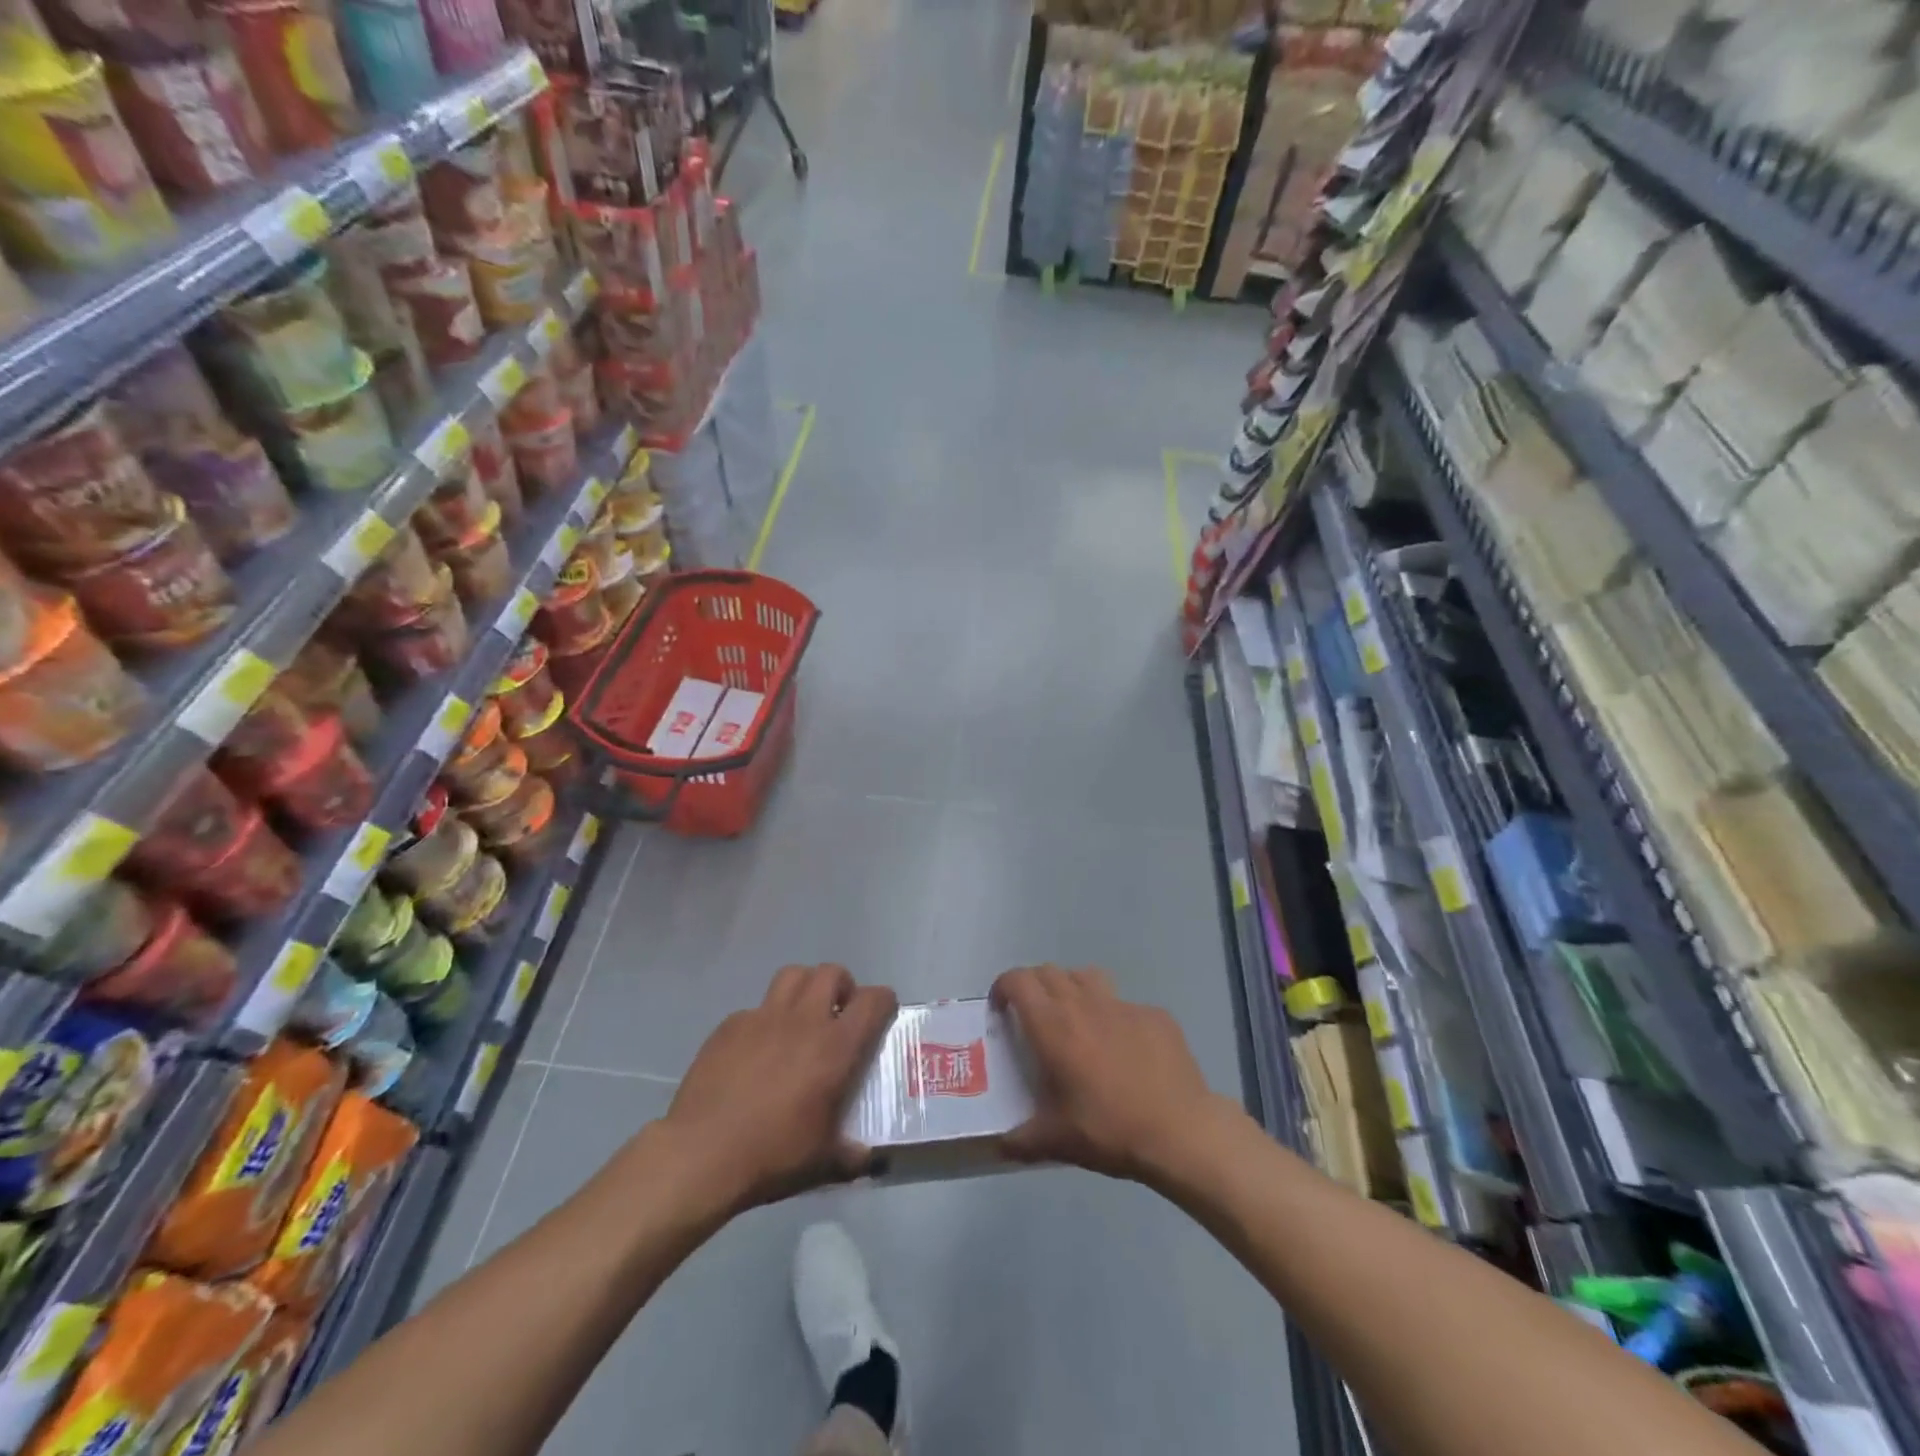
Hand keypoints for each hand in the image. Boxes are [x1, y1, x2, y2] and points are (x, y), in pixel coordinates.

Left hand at [663, 965, 896, 1214]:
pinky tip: (756, 1051)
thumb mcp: (823, 1163)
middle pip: (831, 973)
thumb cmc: (773, 1154)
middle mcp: (803, 1020)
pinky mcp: (730, 1025)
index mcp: (835, 1047)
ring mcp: (763, 1017)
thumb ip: (851, 1155)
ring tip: (801, 1017)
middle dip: (842, 986)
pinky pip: (755, 1009)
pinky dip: (765, 1020)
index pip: (873, 1000)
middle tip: (838, 1014)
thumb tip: (866, 1157)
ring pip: (793, 975)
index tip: (882, 1014)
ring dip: (805, 988)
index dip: (883, 1001)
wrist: (701, 1154)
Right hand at [992, 965, 1243, 1188]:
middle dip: (1034, 987)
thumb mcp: (1056, 1142)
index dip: (1003, 987)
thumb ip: (1021, 1140)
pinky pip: (1124, 1004)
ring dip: (1071, 989)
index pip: (1018, 981)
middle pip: (1049, 972)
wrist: (1181, 1130)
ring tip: (1075, 1020)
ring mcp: (1122, 1005)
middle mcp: (1084, 1003)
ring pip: (1086, 976)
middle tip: (1033, 1017)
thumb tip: (1000, 1144)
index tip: (1000, 1009)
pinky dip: (1113, 1016)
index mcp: (1053, 1026)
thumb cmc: (1110, 1130)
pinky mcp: (1154, 1014)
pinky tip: (1124, 1049)